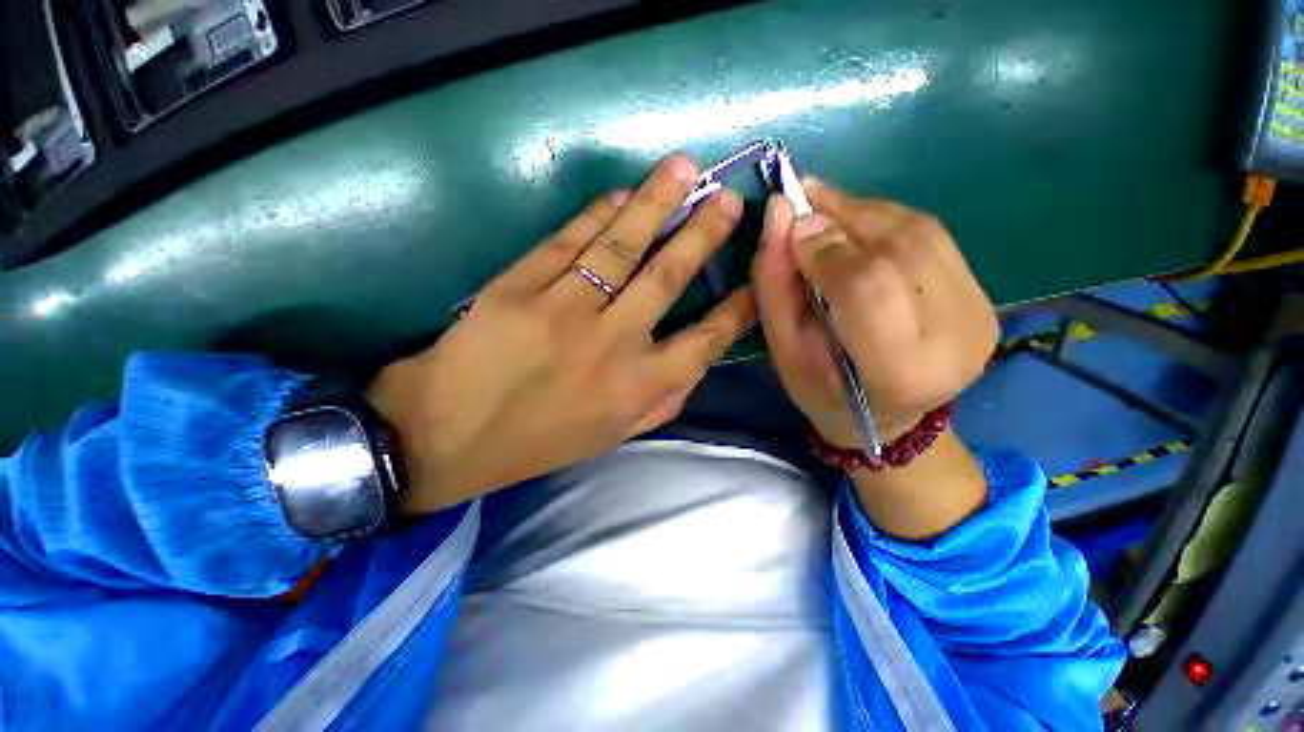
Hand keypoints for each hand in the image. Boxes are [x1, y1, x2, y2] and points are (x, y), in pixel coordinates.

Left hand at [367, 155, 756, 514]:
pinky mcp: (520, 286)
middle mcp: (613, 344)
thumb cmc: (540, 441)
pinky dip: (599, 213)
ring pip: (622, 245)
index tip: (754, 281)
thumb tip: (697, 366)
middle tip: (727, 199)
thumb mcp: (612, 436)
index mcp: (638, 387)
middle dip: (703, 234)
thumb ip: (662, 404)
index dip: (737, 309)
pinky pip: (570, 240)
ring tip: (683, 168)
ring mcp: (566, 310)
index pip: (705, 341)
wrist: (451, 435)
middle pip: (669, 276)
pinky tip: (621, 194)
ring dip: (656, 202)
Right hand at [752, 179, 997, 449]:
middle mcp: (955, 335)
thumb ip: (776, 284)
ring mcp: (979, 310)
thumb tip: (780, 212)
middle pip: (899, 248)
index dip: (825, 246)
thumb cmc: (823, 392)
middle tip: (801, 202)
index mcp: (899, 369)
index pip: (866, 285)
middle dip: (842, 216)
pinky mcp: (984, 293)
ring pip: (917, 231)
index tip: (788, 223)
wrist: (888, 417)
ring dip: (862, 211)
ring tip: (823, 212)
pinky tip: (854, 226)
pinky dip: (884, 219)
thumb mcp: (784, 349)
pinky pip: (930, 235)